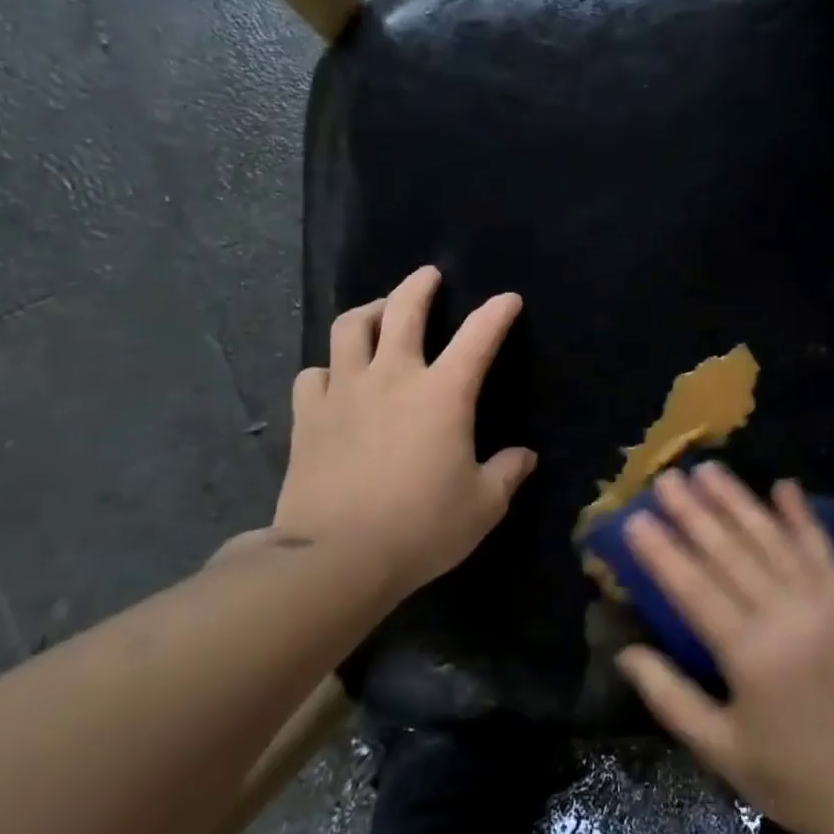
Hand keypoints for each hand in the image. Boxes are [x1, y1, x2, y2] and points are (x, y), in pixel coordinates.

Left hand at [272, 265, 536, 596]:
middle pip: (403, 310)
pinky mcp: (309, 415)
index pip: (478, 337)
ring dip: (370, 312)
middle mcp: (393, 378)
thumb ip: (507, 473)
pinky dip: (328, 369)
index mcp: (442, 394)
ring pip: (351, 328)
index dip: (496, 313)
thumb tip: (525, 457)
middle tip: (429, 276)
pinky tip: (335, 378)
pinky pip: (314, 374)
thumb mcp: (482, 506)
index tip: (508, 300)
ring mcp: (345, 391)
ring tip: (380, 313)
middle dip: (420, 286)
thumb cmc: (421, 527)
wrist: (336, 557)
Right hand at [615, 463, 833, 833]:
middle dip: (693, 512)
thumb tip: (626, 651)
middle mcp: (786, 615)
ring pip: (771, 539)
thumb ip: (670, 697)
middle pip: (729, 551)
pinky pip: (821, 548)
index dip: (662, 551)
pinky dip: (801, 515)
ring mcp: (824, 602)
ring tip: (708, 469)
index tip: (636, 519)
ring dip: (738, 501)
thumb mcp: (720, 750)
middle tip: (665, 478)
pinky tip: (783, 485)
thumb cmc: (790, 777)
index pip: (694, 587)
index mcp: (750, 654)